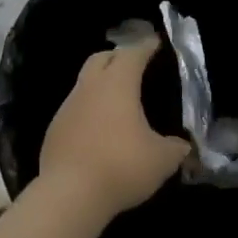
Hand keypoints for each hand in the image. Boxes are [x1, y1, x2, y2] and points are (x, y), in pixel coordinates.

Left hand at [39, 39, 189, 216]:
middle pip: (101, 58)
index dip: (146, 46)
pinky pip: (74, 110)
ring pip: (85, 83)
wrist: (70, 194)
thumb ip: (176, 148)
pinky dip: (88, 111)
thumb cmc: (121, 165)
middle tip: (135, 67)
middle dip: (118, 57)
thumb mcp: (162, 159)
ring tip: (119, 101)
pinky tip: (99, 130)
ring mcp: (67, 107)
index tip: (156, 43)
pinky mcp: (54, 129)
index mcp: (118, 84)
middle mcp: (89, 87)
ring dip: (101, 85)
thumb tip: (184, 147)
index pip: (133, 53)